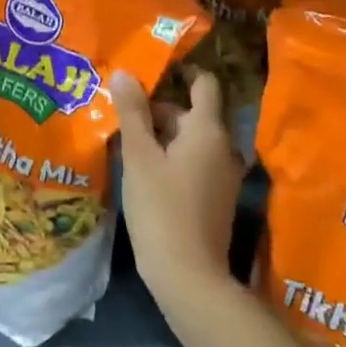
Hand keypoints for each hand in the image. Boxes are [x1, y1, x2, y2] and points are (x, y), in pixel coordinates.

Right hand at [113, 69, 244, 302]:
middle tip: (121, 111)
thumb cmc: (161, 208)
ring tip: (124, 138)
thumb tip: (126, 73)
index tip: (152, 70)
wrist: (189, 276)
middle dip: (158, 109)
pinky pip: (193, 162)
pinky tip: (141, 169)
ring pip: (190, 140)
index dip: (182, 72)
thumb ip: (132, 112)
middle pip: (192, 113)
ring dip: (162, 135)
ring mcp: (223, 174)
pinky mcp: (216, 197)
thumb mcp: (139, 157)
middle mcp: (224, 147)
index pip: (204, 84)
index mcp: (208, 130)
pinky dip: (171, 157)